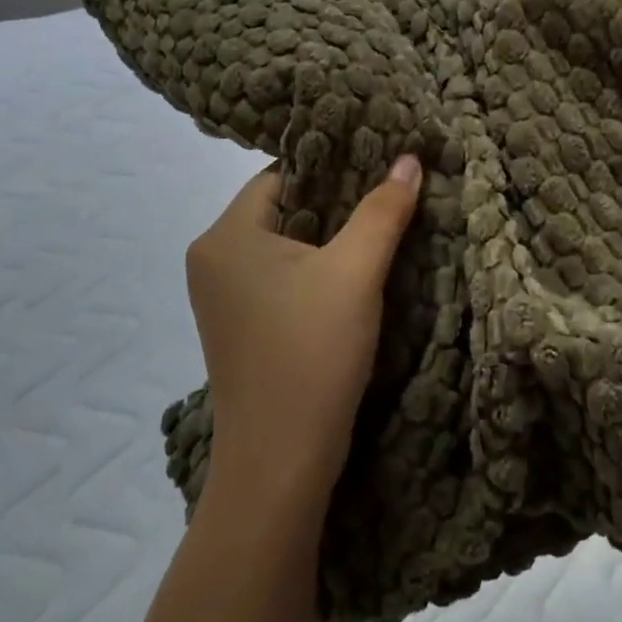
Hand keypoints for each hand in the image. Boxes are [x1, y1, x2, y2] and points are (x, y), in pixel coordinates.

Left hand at [185, 155, 423, 506]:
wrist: (279, 463)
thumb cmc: (312, 353)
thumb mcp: (355, 272)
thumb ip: (383, 210)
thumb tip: (409, 158)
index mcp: (225, 235)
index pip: (283, 174)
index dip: (334, 165)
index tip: (381, 162)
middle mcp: (213, 258)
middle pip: (284, 206)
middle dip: (338, 201)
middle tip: (391, 192)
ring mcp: (222, 296)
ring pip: (286, 243)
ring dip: (331, 237)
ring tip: (382, 226)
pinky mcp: (240, 325)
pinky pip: (281, 275)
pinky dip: (316, 268)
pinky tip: (355, 272)